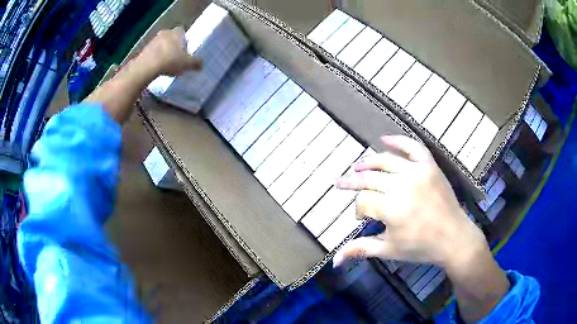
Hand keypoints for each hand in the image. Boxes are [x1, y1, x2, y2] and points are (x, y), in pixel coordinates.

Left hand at [138, 26, 201, 76]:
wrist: (147, 67)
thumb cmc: (170, 61)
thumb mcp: (187, 64)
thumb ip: (195, 63)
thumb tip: (201, 65)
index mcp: (177, 32)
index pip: (183, 33)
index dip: (184, 41)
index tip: (185, 51)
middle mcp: (165, 32)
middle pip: (171, 38)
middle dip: (173, 47)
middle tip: (176, 59)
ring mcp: (153, 40)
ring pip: (161, 45)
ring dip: (164, 53)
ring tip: (166, 66)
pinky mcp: (143, 49)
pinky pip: (152, 53)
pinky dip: (155, 59)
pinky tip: (157, 68)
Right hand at [333, 135, 486, 269]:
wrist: (454, 238)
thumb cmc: (421, 247)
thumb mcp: (389, 250)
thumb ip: (360, 249)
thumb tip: (334, 260)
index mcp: (391, 209)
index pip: (363, 201)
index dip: (357, 210)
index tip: (361, 218)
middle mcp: (402, 186)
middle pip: (368, 178)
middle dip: (351, 182)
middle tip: (340, 183)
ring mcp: (417, 172)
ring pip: (385, 161)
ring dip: (367, 162)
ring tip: (356, 166)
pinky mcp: (430, 166)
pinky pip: (413, 147)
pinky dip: (398, 141)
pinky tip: (384, 139)